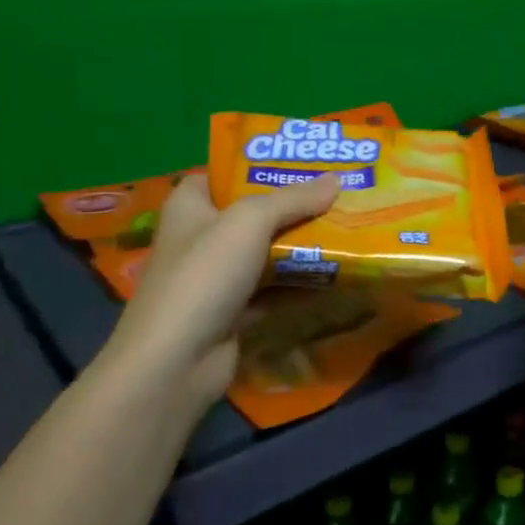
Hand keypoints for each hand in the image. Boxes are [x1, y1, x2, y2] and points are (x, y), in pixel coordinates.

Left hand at [101, 173, 339, 411]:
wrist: (177, 360)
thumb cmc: (205, 275)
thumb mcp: (250, 221)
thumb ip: (294, 199)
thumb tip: (337, 180)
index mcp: (190, 205)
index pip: (224, 175)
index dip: (260, 167)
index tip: (304, 164)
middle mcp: (201, 238)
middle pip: (253, 215)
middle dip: (294, 207)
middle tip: (339, 196)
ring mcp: (217, 278)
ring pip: (266, 254)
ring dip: (301, 247)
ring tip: (347, 229)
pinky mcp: (233, 313)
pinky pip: (273, 290)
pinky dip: (298, 285)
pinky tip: (335, 276)